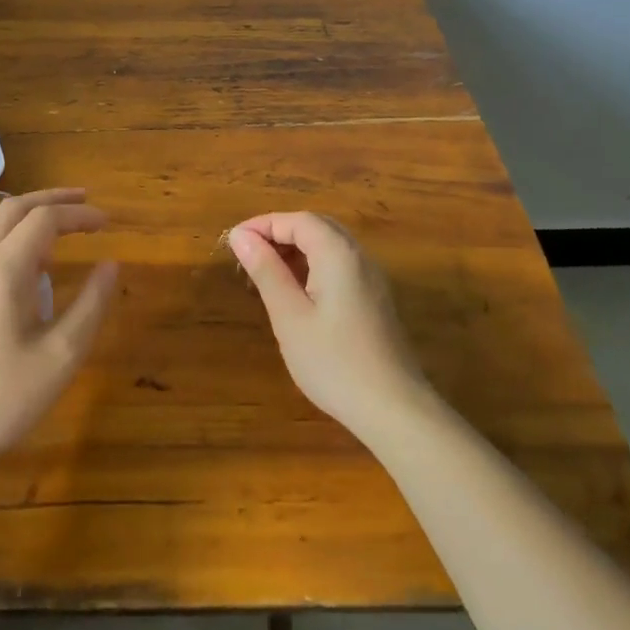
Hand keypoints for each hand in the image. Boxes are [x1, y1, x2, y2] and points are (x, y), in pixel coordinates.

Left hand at [0, 189, 118, 466]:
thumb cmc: (2, 398)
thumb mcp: (60, 356)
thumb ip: (91, 305)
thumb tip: (112, 264)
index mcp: (2, 271)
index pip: (44, 219)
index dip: (79, 215)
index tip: (108, 223)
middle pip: (14, 209)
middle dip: (52, 199)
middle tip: (86, 202)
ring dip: (32, 217)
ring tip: (67, 229)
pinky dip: (17, 239)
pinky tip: (37, 266)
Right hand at [229, 211, 432, 439]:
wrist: (394, 409)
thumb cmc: (334, 362)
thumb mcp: (289, 316)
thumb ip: (266, 271)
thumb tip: (241, 236)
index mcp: (338, 254)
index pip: (298, 220)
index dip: (264, 224)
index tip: (234, 241)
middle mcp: (359, 257)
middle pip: (316, 227)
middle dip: (280, 233)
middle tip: (248, 254)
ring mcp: (372, 279)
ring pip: (330, 246)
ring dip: (296, 250)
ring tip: (266, 273)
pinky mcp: (375, 300)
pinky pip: (340, 266)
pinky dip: (313, 266)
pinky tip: (296, 294)